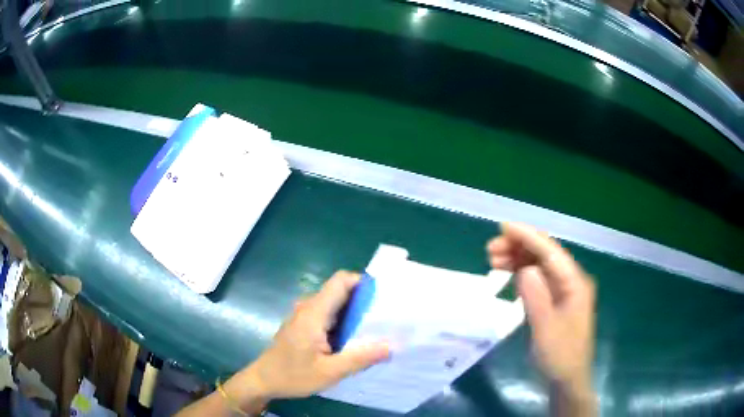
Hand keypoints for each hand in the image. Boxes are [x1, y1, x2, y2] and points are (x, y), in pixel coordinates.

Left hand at [248, 270, 389, 398]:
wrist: (263, 380)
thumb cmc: (293, 376)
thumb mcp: (329, 372)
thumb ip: (360, 358)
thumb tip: (391, 345)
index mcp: (314, 313)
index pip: (341, 281)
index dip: (363, 282)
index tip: (384, 297)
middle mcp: (309, 307)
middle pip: (341, 291)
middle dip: (365, 301)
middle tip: (388, 317)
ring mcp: (305, 315)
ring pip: (336, 304)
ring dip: (356, 313)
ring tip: (378, 328)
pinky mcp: (304, 324)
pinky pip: (329, 314)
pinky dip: (345, 322)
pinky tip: (356, 339)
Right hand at [487, 222, 595, 414]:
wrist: (567, 379)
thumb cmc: (559, 357)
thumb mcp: (546, 330)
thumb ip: (537, 298)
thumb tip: (524, 268)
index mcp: (575, 283)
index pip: (551, 252)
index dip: (528, 236)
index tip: (503, 228)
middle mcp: (571, 280)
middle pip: (545, 254)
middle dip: (519, 246)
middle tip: (490, 251)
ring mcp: (564, 290)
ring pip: (540, 264)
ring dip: (518, 258)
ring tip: (493, 260)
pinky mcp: (555, 300)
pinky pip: (538, 279)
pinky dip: (521, 273)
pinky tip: (507, 274)